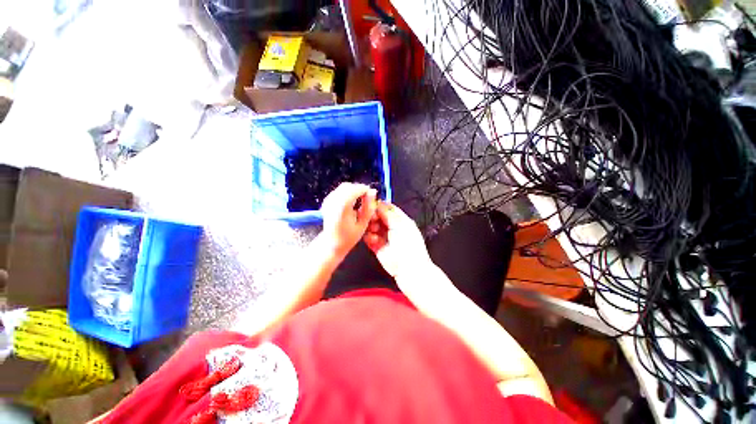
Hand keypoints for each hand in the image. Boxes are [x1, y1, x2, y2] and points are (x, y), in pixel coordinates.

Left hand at [320, 183, 377, 257]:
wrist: (331, 243)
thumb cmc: (348, 237)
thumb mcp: (362, 224)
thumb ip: (368, 207)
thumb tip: (372, 192)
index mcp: (342, 208)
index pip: (354, 190)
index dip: (364, 189)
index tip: (372, 194)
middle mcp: (333, 202)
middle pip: (348, 186)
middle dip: (359, 189)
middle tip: (367, 198)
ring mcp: (328, 201)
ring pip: (343, 187)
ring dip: (353, 190)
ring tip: (360, 201)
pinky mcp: (326, 202)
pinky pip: (338, 191)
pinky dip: (346, 193)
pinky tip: (351, 202)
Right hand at [363, 202, 431, 278]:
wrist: (408, 268)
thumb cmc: (409, 245)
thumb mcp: (400, 224)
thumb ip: (388, 213)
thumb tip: (379, 203)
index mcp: (400, 220)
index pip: (388, 208)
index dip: (379, 205)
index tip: (371, 204)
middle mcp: (392, 227)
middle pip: (378, 216)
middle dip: (373, 216)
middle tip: (372, 219)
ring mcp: (384, 237)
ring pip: (372, 226)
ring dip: (371, 227)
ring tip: (374, 230)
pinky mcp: (377, 247)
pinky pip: (369, 238)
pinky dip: (369, 238)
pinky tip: (374, 240)